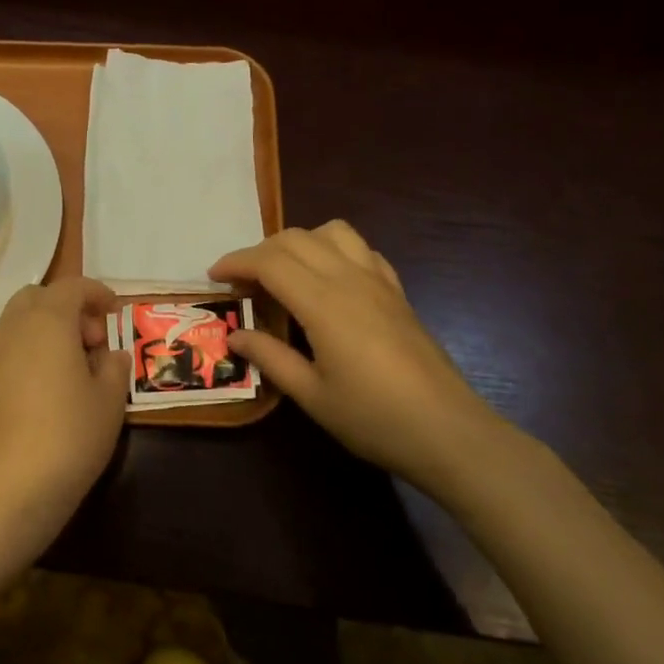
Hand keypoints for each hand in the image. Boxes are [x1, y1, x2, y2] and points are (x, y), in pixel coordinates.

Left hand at [0, 277, 129, 569]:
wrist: (7, 492)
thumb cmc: (69, 437)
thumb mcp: (109, 401)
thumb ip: (113, 367)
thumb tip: (109, 355)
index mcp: (47, 322)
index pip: (72, 287)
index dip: (97, 293)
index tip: (116, 312)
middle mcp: (12, 329)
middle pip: (37, 297)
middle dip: (67, 307)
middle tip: (92, 341)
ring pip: (17, 322)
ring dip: (46, 329)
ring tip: (72, 367)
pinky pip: (6, 350)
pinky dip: (28, 352)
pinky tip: (46, 390)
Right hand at [211, 222, 531, 499]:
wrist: (449, 431)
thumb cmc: (373, 418)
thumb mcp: (311, 396)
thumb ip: (270, 358)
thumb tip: (236, 334)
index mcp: (324, 303)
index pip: (270, 262)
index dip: (236, 263)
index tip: (214, 277)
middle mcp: (350, 279)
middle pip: (296, 238)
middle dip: (260, 251)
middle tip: (242, 282)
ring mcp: (378, 282)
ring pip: (333, 232)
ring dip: (300, 241)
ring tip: (285, 273)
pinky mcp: (398, 292)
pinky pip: (362, 250)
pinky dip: (335, 250)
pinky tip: (329, 280)